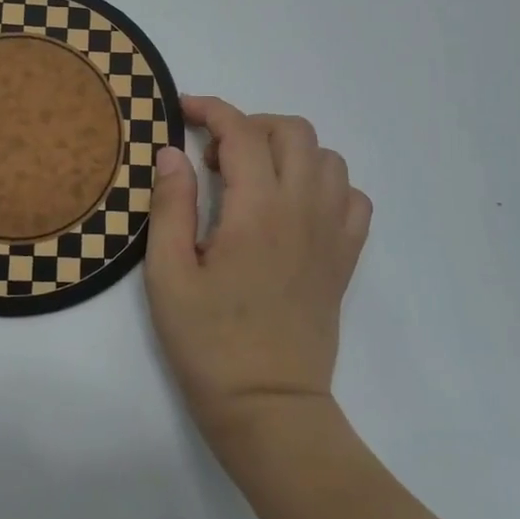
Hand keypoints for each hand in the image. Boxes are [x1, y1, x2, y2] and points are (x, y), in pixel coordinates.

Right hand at [144, 96, 372, 452]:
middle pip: (292, 131)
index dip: (211, 110)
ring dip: (287, 151)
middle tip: (215, 157)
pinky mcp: (345, 258)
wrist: (269, 408)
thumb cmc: (209, 343)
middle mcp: (304, 209)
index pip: (241, 131)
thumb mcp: (168, 273)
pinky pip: (352, 197)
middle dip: (250, 125)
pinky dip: (324, 184)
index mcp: (258, 210)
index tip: (183, 111)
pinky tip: (294, 206)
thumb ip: (170, 204)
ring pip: (327, 157)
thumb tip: (172, 152)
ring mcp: (332, 233)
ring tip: (253, 179)